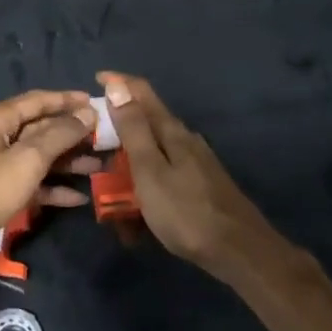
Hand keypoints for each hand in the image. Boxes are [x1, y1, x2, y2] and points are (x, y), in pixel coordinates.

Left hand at [0, 91, 99, 289]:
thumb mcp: (27, 160)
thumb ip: (59, 135)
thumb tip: (87, 112)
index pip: (38, 100)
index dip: (67, 100)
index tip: (97, 103)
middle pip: (39, 128)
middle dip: (71, 135)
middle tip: (105, 140)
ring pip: (36, 157)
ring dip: (66, 162)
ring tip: (99, 168)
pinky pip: (28, 182)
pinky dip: (50, 187)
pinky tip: (77, 198)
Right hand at [98, 72, 281, 280]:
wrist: (239, 252)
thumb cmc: (186, 211)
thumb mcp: (150, 170)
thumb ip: (133, 129)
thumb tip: (117, 85)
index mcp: (171, 132)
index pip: (142, 93)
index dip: (118, 82)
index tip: (95, 79)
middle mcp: (185, 141)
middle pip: (146, 123)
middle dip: (118, 130)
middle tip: (92, 145)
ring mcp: (195, 164)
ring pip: (152, 154)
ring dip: (129, 166)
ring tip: (109, 192)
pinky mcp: (199, 186)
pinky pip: (162, 177)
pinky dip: (144, 188)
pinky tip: (136, 214)